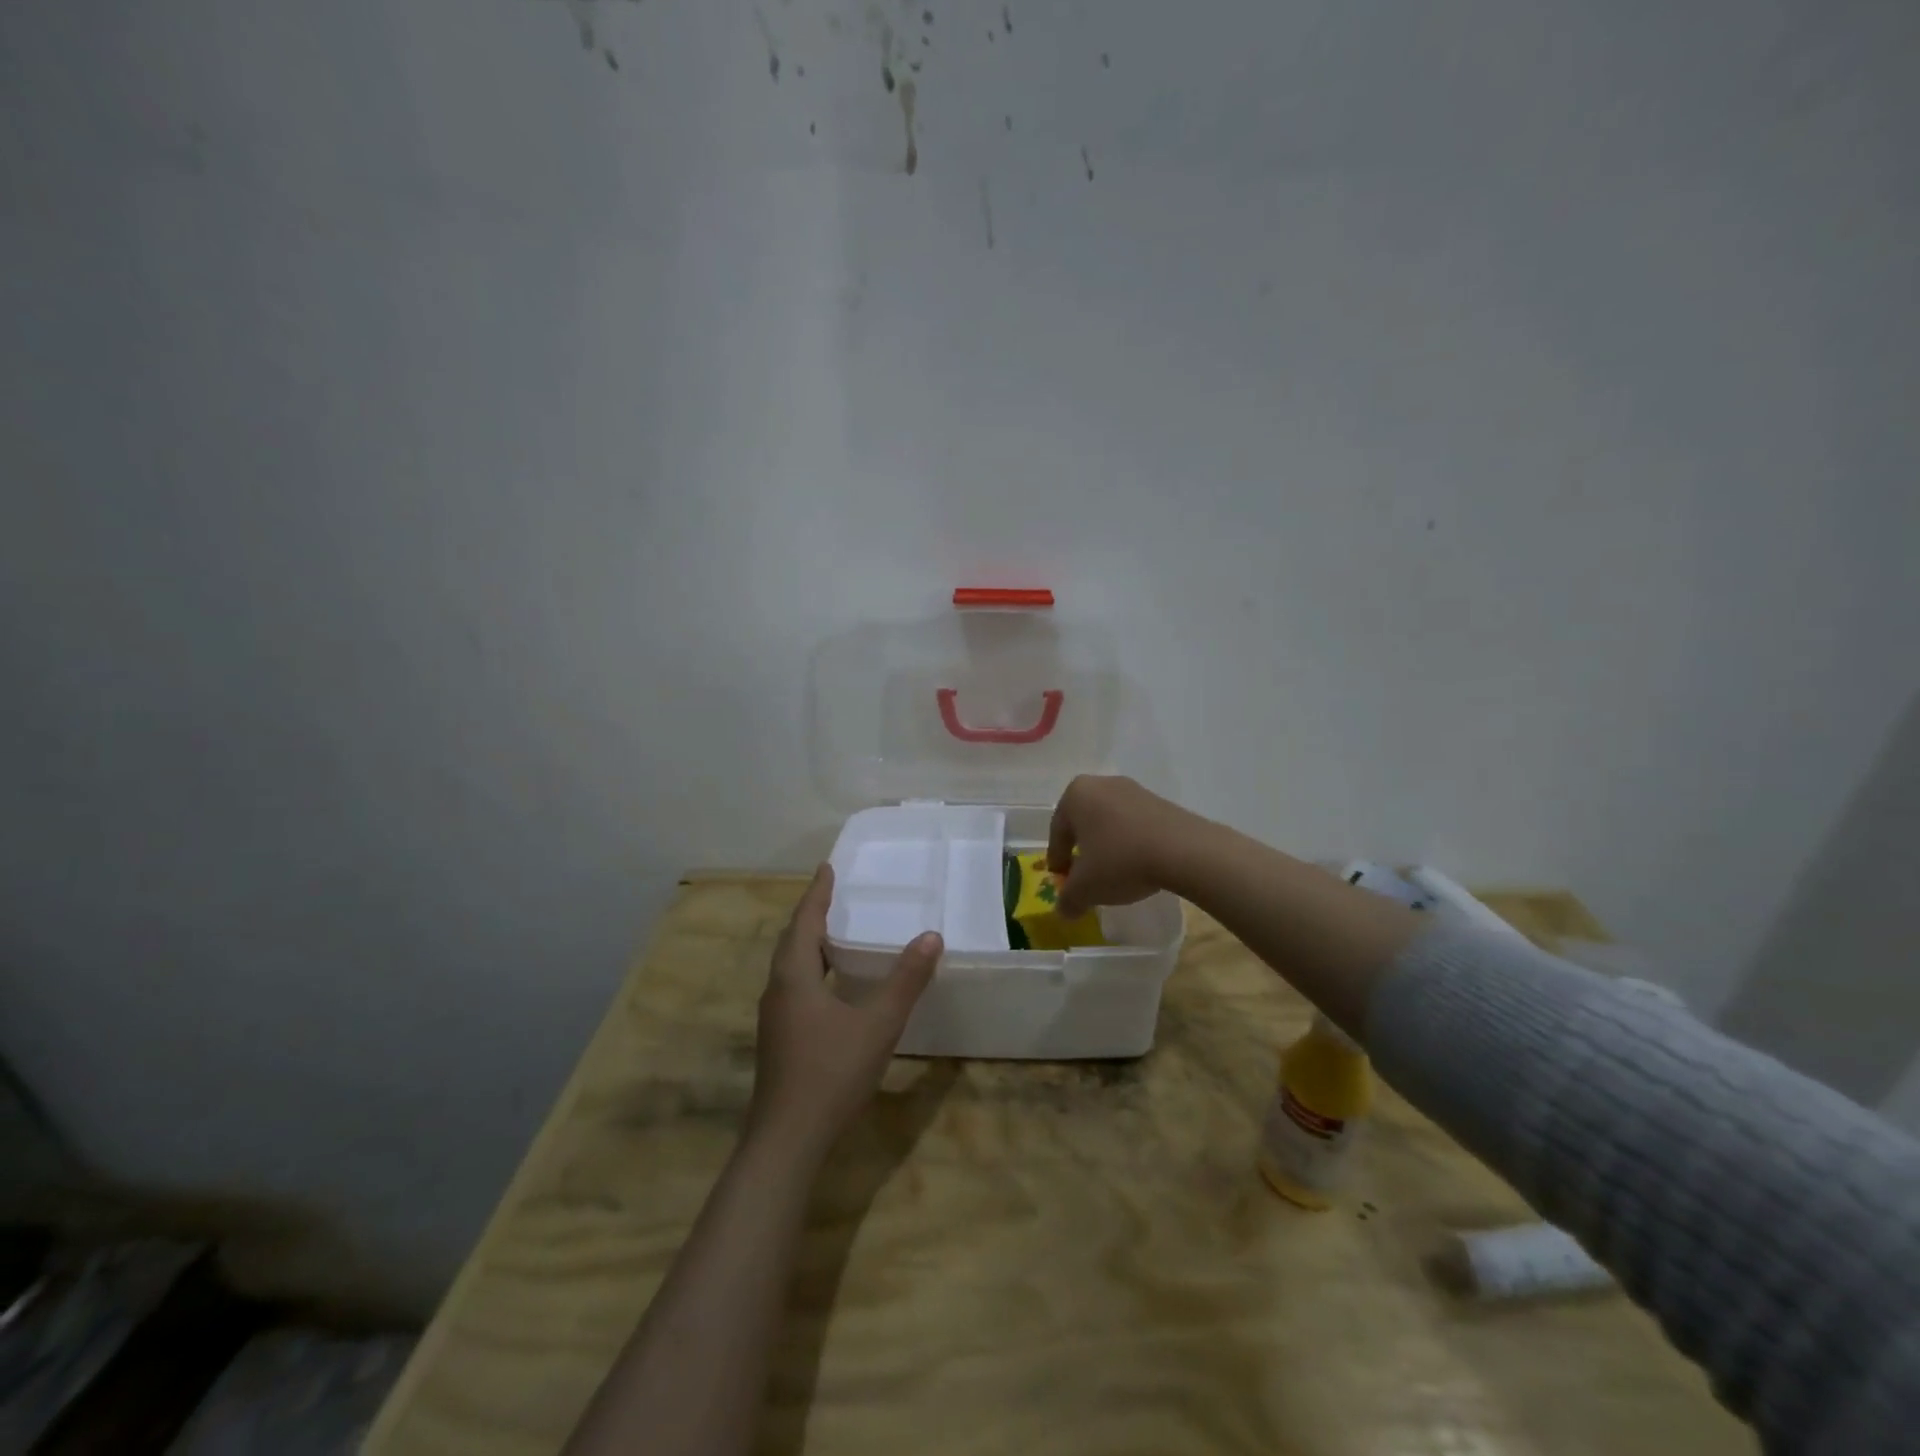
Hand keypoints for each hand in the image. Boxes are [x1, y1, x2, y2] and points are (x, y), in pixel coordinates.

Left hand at [748, 865, 941, 1157]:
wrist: (786, 1140)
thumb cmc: (831, 1072)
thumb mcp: (878, 1024)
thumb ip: (906, 980)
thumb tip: (931, 936)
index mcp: (794, 976)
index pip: (804, 921)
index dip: (817, 893)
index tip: (827, 868)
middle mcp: (777, 990)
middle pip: (792, 942)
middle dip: (811, 916)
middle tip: (833, 896)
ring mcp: (774, 1019)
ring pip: (790, 968)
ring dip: (809, 945)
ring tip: (834, 934)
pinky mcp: (779, 1041)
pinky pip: (794, 988)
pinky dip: (811, 971)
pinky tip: (831, 988)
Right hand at [1046, 775, 1207, 917]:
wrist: (1183, 850)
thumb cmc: (1120, 860)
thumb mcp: (1086, 888)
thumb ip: (1068, 899)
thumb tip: (1063, 910)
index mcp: (1076, 795)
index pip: (1057, 831)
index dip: (1057, 859)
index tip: (1061, 879)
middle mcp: (1101, 784)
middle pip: (1083, 823)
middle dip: (1082, 850)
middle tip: (1084, 876)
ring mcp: (1133, 790)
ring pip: (1110, 822)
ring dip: (1107, 846)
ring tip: (1113, 873)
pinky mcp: (1159, 801)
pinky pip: (1134, 824)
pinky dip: (1130, 843)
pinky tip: (1138, 864)